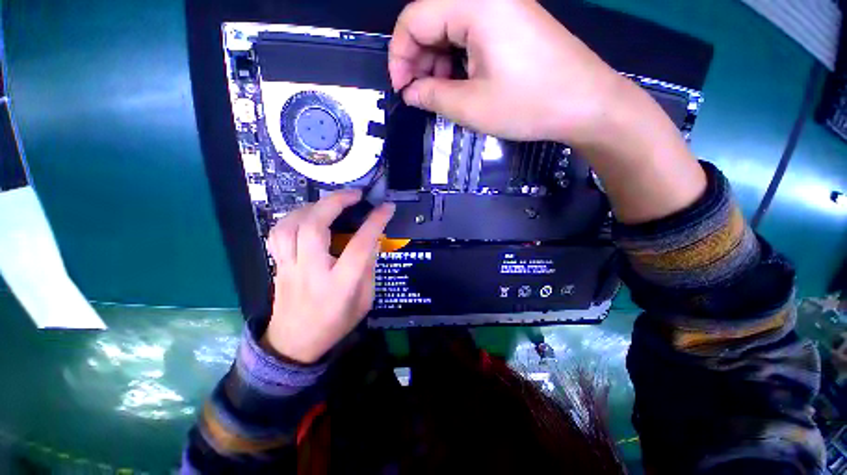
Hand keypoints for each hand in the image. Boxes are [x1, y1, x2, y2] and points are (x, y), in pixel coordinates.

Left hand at [262, 190, 394, 363]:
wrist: (294, 344)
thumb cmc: (335, 324)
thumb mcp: (364, 302)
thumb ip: (367, 270)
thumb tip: (369, 241)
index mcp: (339, 285)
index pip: (358, 247)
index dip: (374, 223)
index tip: (386, 208)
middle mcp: (311, 272)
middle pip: (315, 228)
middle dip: (335, 203)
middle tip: (354, 194)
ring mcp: (289, 267)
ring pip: (290, 226)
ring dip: (312, 207)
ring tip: (329, 202)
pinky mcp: (277, 265)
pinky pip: (278, 234)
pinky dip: (292, 218)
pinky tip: (306, 216)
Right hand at [389, 0, 705, 223]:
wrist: (586, 103)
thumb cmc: (528, 105)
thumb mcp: (471, 107)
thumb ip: (432, 96)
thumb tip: (410, 92)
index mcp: (474, 4)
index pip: (414, 18)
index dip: (399, 56)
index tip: (402, 90)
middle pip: (431, 18)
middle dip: (417, 59)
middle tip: (420, 95)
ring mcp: (502, 6)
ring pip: (449, 27)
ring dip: (437, 61)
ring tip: (441, 93)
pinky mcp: (512, 22)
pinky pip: (470, 33)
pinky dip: (457, 59)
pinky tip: (461, 83)